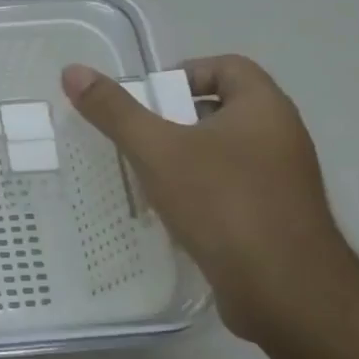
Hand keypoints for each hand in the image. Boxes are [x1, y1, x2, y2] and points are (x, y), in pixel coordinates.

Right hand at [61, 56, 355, 343]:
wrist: (285, 292)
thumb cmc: (223, 204)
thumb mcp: (157, 150)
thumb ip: (114, 111)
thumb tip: (73, 71)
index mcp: (264, 108)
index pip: (227, 66)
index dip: (184, 73)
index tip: (148, 100)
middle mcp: (280, 137)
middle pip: (221, 109)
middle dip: (174, 119)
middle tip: (136, 137)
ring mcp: (282, 181)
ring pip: (223, 152)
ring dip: (183, 158)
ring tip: (145, 176)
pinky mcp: (275, 218)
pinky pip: (230, 188)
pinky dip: (199, 192)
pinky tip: (170, 213)